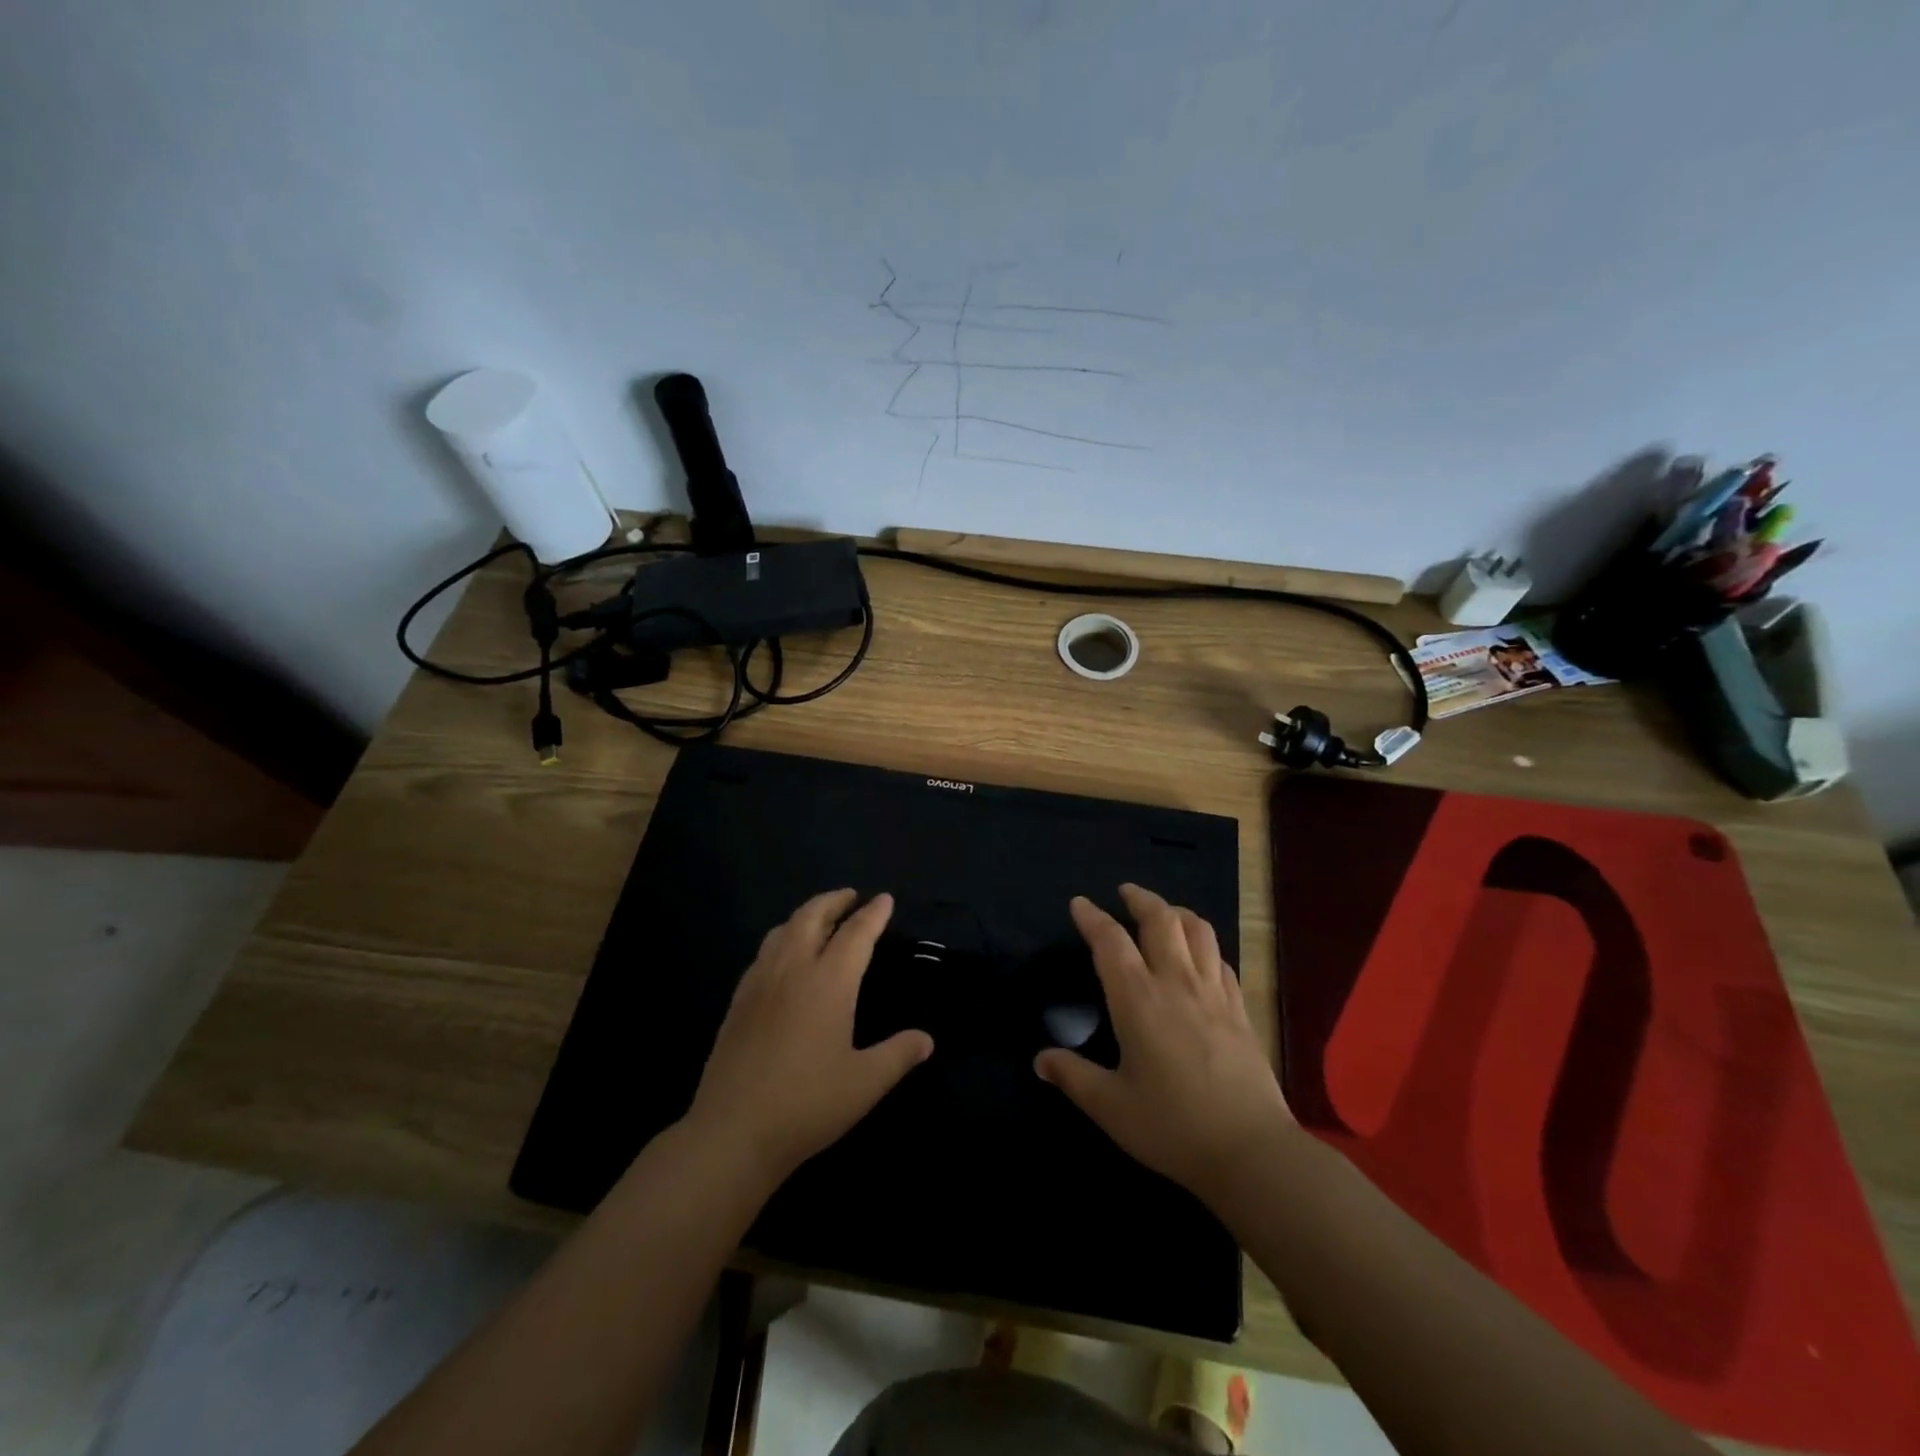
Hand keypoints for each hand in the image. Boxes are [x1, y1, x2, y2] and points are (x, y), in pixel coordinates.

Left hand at [686, 890, 931, 1184]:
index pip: (856, 933)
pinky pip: (764, 952)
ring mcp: (760, 982)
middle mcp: (793, 969)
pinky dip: (783, 938)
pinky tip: (785, 958)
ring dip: (806, 915)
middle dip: (835, 901)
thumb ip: (899, 1055)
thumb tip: (927, 1039)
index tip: (885, 899)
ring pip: (783, 929)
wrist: (732, 1132)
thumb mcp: (865, 1084)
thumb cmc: (807, 1105)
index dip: (873, 914)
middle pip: (812, 916)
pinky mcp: (738, 1000)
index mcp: (829, 982)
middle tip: (852, 898)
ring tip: (820, 920)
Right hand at [1035, 884, 1293, 1207]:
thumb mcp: (1111, 1107)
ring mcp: (1213, 993)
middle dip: (1140, 899)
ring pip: (1197, 931)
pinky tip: (1200, 955)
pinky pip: (1221, 959)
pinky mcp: (1240, 1009)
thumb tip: (1040, 1060)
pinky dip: (1204, 944)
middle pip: (1160, 920)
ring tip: (1163, 912)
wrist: (1251, 1152)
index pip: (1110, 942)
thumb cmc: (1173, 1127)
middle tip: (1125, 892)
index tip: (1079, 903)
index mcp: (1138, 999)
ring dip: (1176, 912)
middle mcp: (1176, 983)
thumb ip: (1073, 1077)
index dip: (1092, 918)